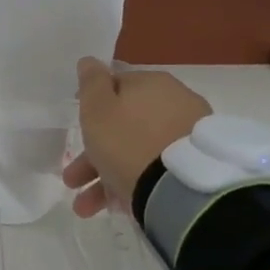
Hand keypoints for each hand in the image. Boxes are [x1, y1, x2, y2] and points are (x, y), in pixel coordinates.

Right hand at [62, 57, 211, 216]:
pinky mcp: (196, 165)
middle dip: (94, 153)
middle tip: (73, 179)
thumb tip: (90, 60)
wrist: (179, 190)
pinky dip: (134, 184)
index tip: (78, 128)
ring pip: (138, 151)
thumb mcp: (97, 109)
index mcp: (151, 83)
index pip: (116, 86)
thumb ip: (91, 82)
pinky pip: (156, 169)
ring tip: (86, 207)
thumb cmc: (127, 142)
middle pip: (124, 124)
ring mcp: (188, 135)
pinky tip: (117, 208)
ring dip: (107, 176)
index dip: (92, 106)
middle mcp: (175, 102)